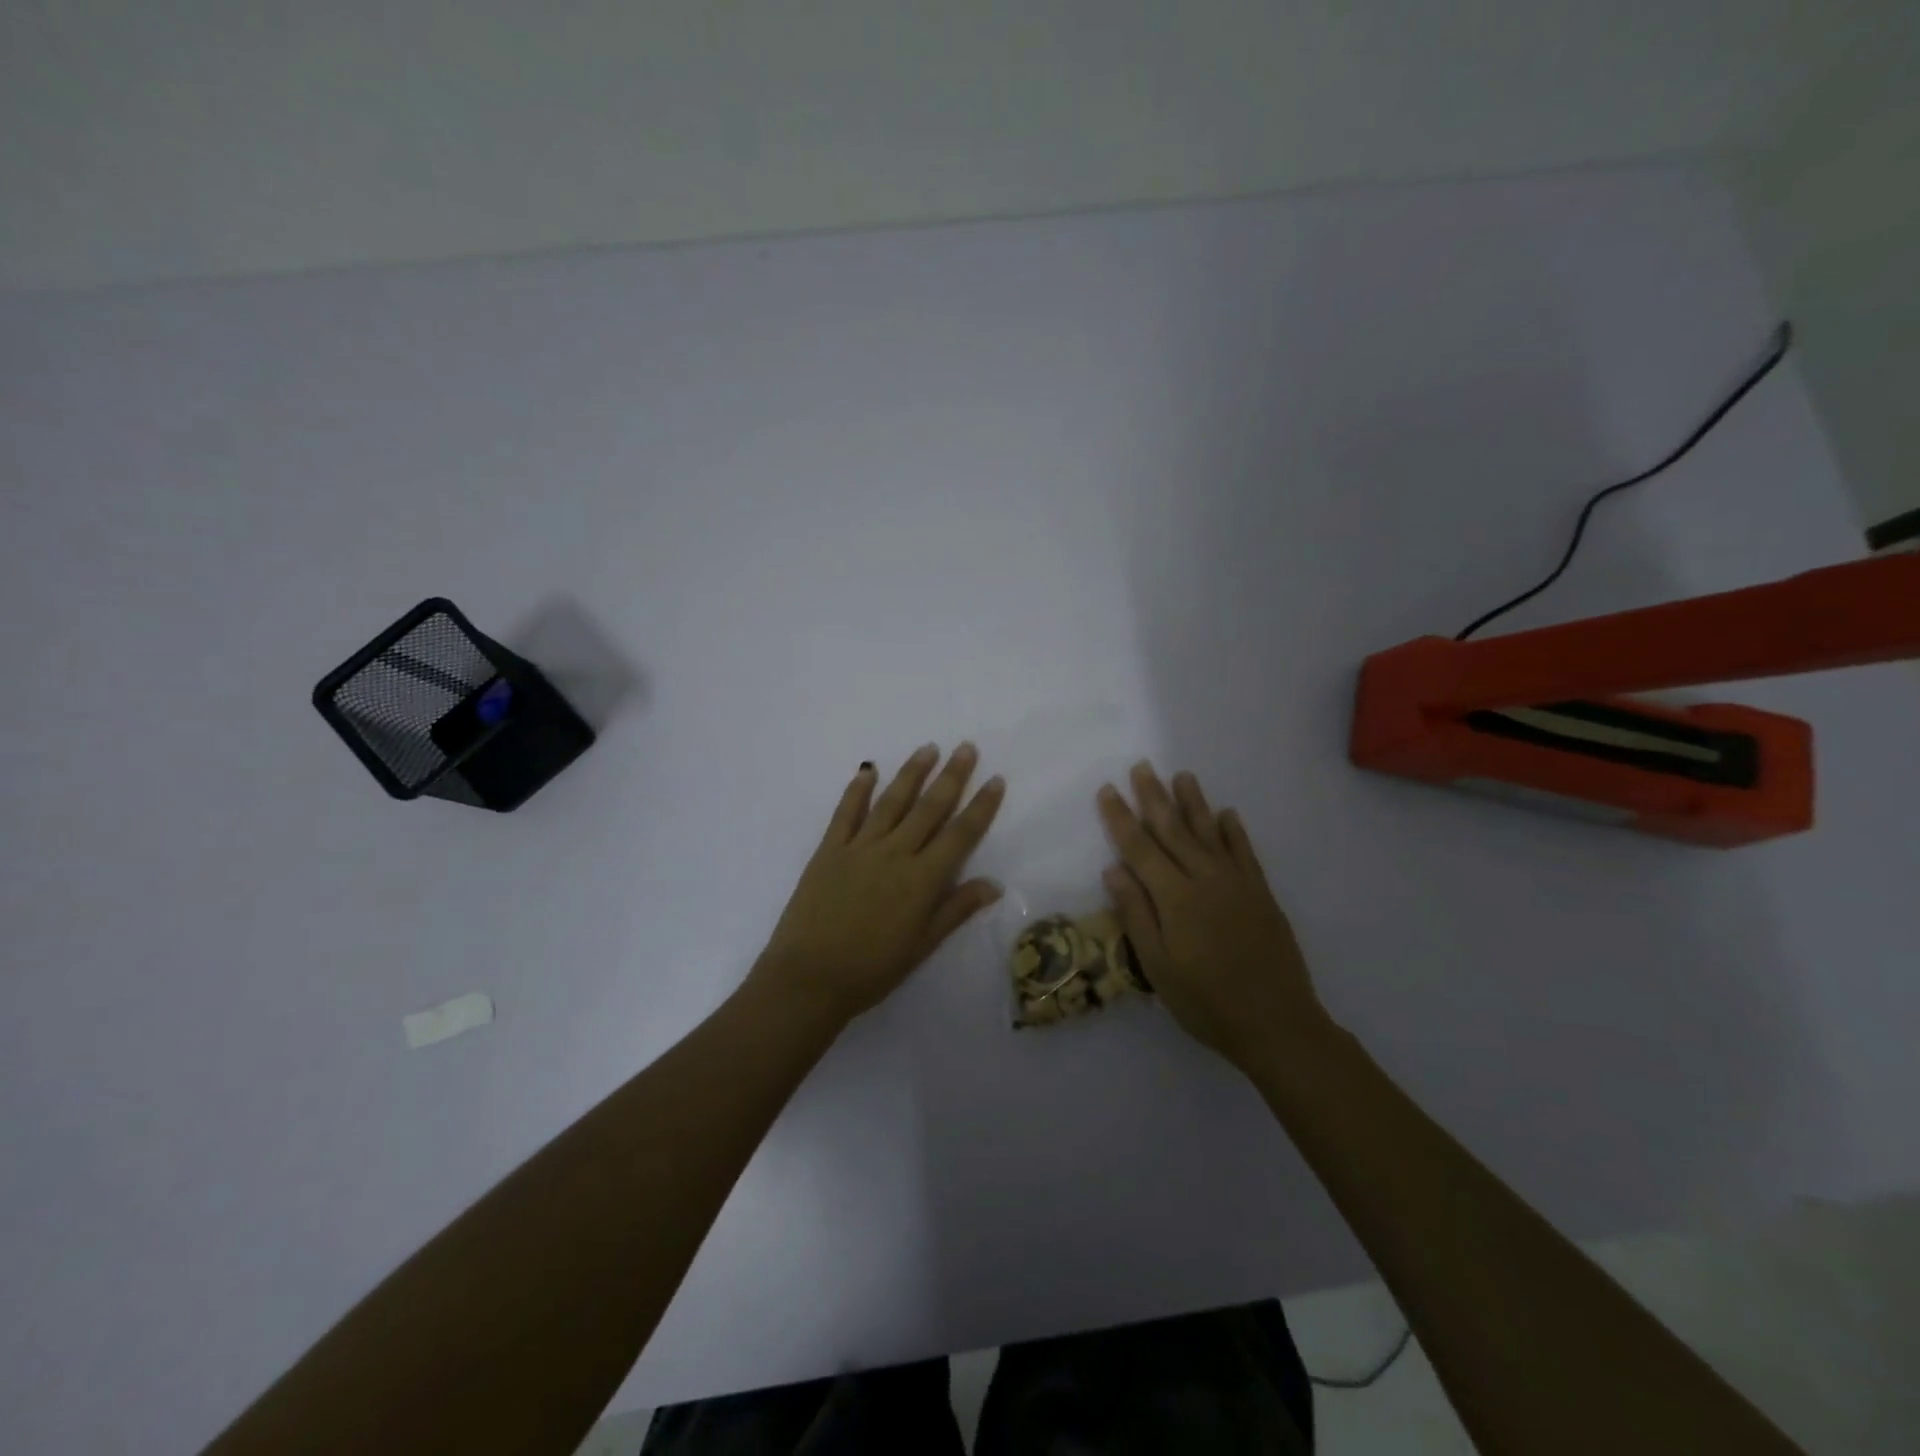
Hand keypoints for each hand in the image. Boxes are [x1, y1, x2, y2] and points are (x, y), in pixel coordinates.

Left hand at [757, 743, 1005, 1023]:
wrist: (809, 978)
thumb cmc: (872, 969)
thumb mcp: (922, 946)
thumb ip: (956, 909)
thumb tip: (994, 883)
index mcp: (922, 879)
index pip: (960, 834)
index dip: (981, 806)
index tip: (995, 779)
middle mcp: (894, 853)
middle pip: (929, 808)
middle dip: (951, 776)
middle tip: (966, 747)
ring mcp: (859, 848)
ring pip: (891, 802)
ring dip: (911, 773)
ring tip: (928, 748)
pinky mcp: (829, 850)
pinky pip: (846, 813)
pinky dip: (857, 790)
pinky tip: (868, 770)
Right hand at [1097, 762, 1332, 1070]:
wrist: (1277, 1023)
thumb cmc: (1206, 1002)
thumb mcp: (1158, 967)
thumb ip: (1136, 914)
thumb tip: (1113, 869)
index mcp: (1176, 897)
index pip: (1140, 848)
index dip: (1121, 818)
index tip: (1108, 790)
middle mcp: (1206, 879)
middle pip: (1174, 830)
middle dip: (1154, 797)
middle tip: (1142, 766)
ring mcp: (1237, 884)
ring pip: (1210, 833)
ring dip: (1194, 803)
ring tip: (1182, 776)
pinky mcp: (1261, 894)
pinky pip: (1245, 852)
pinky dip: (1234, 831)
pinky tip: (1227, 814)